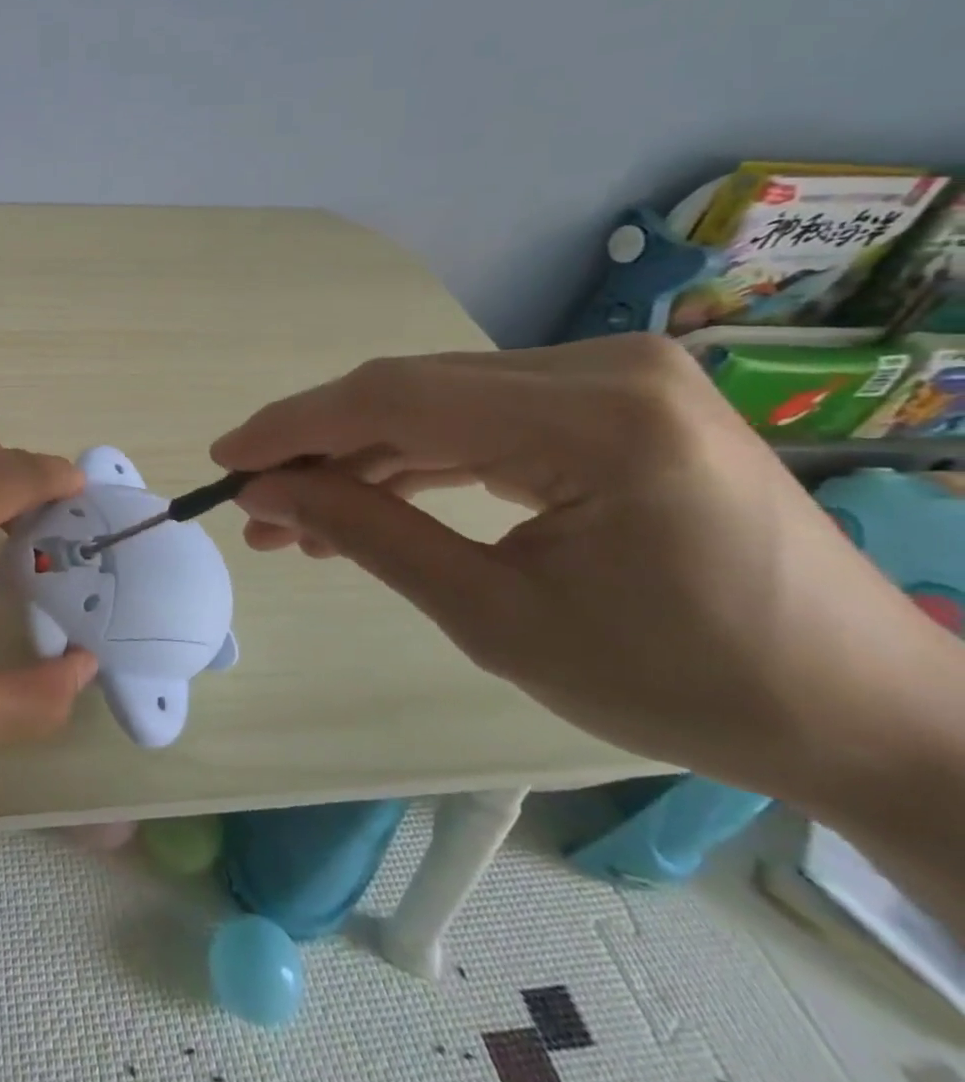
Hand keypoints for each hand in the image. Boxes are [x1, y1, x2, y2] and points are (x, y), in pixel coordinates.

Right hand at [209, 335, 961, 806]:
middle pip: (410, 392)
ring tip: (290, 519)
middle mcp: (604, 370)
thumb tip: (265, 494)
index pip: (397, 398)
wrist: (857, 711)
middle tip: (252, 503)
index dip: (294, 426)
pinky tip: (360, 501)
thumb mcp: (496, 618)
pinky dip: (411, 461)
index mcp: (598, 419)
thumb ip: (367, 536)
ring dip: (357, 459)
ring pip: (435, 404)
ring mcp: (611, 379)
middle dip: (318, 448)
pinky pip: (477, 421)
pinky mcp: (608, 403)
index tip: (224, 460)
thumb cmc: (682, 683)